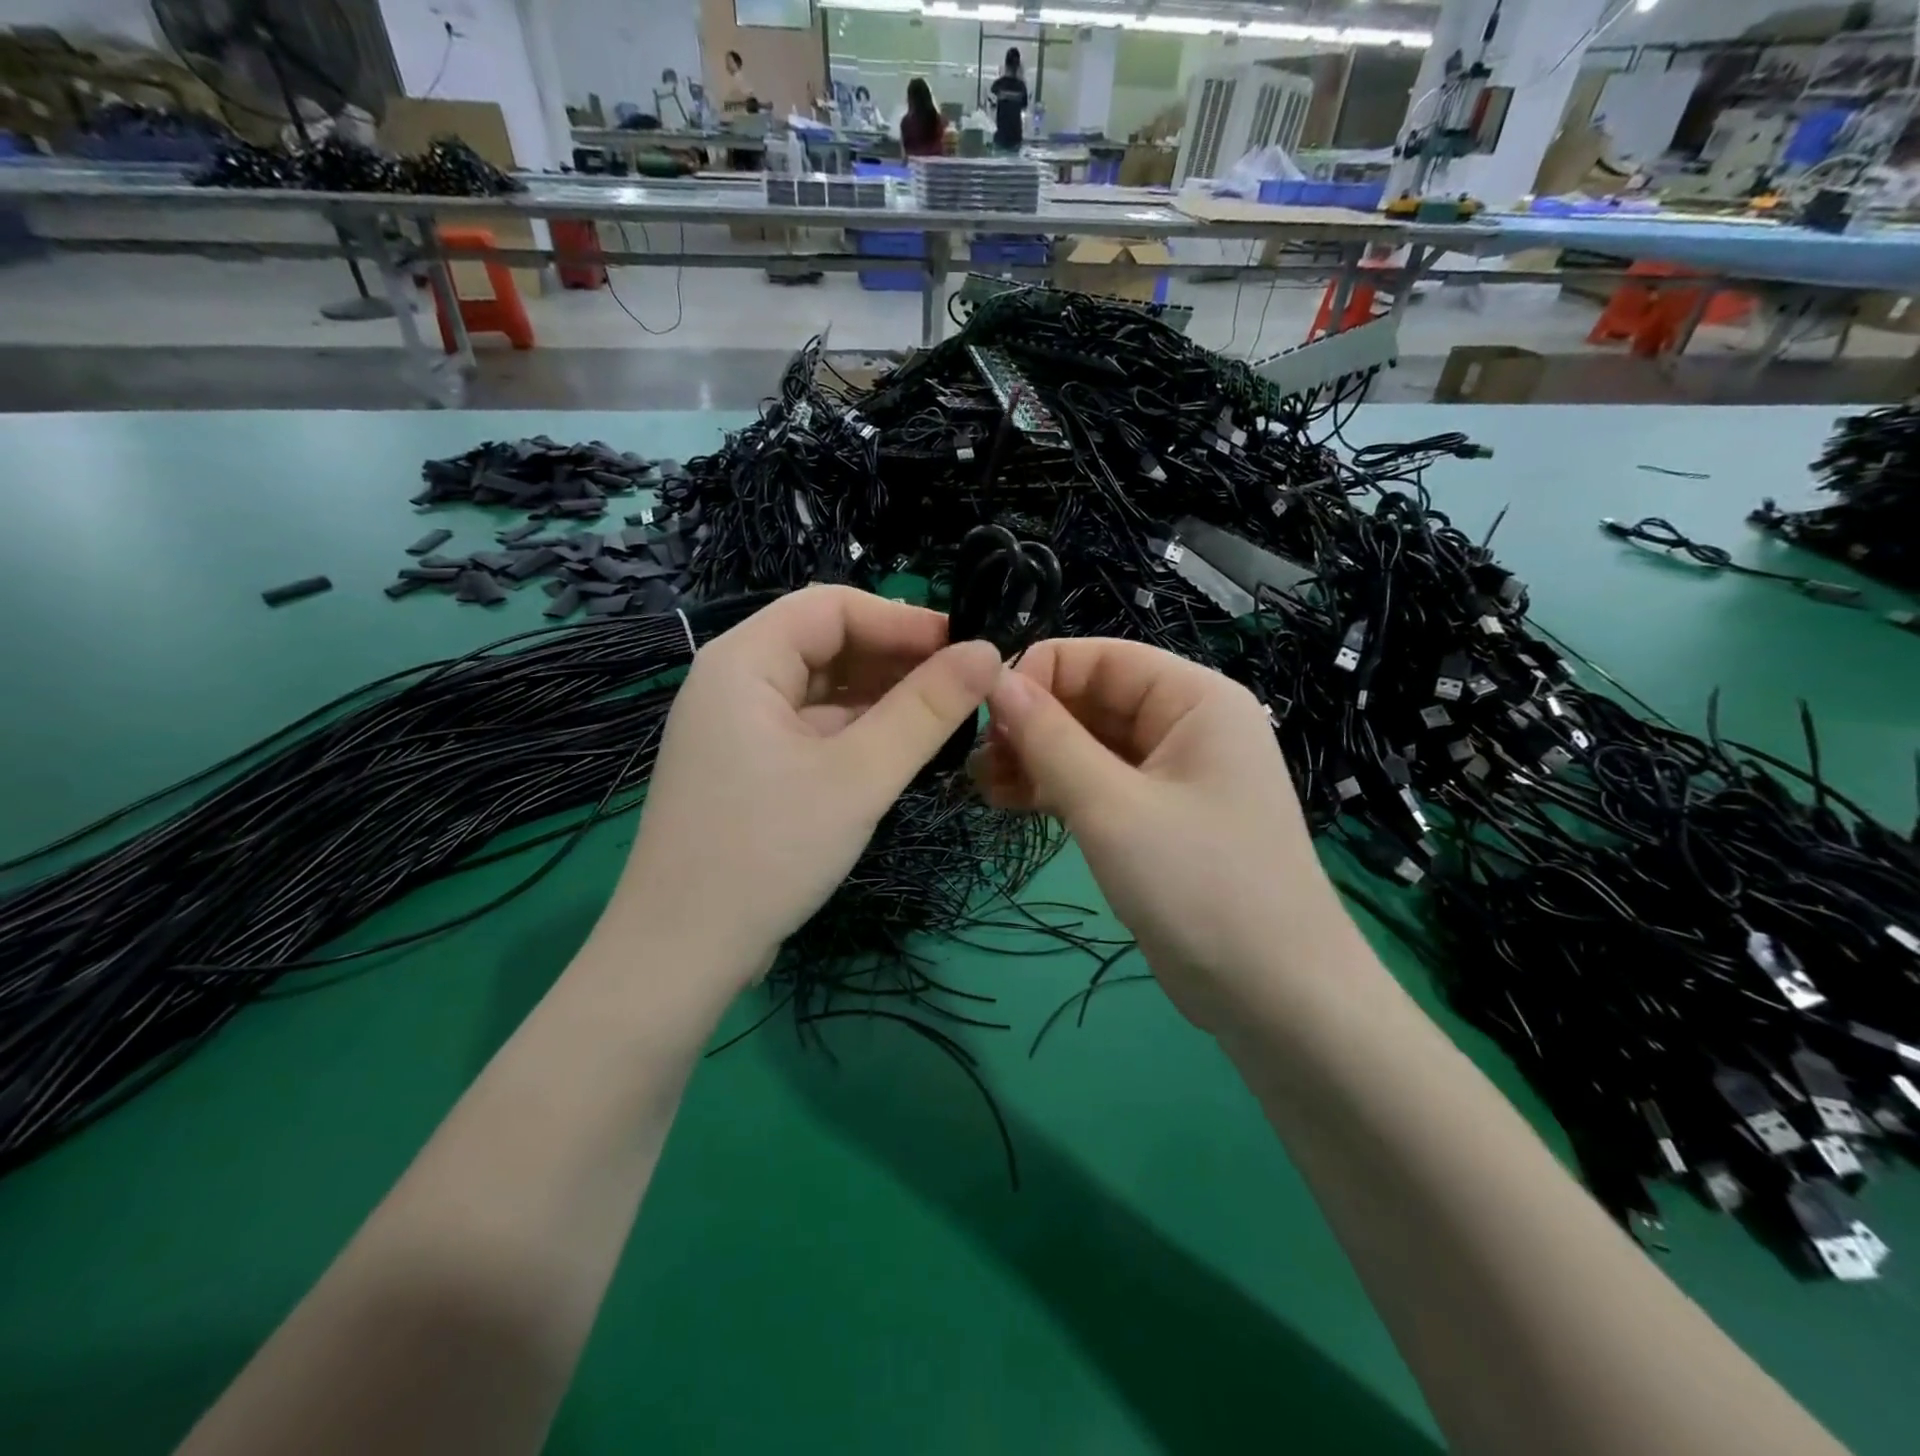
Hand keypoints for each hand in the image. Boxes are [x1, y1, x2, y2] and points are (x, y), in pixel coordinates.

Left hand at [616, 587, 1001, 990]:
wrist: (682, 954)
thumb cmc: (768, 851)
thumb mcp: (859, 775)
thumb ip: (927, 710)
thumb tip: (989, 652)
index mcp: (744, 660)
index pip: (832, 607)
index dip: (902, 619)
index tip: (965, 646)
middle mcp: (734, 681)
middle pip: (826, 643)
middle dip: (895, 659)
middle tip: (963, 686)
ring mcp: (738, 727)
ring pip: (822, 689)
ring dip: (881, 696)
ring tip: (944, 716)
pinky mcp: (748, 767)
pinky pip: (812, 728)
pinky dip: (857, 731)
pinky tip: (900, 749)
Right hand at [971, 638, 1353, 1032]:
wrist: (1275, 998)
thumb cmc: (1200, 885)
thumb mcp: (1113, 807)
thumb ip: (1050, 739)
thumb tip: (995, 680)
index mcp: (1194, 699)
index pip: (1101, 657)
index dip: (1038, 674)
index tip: (979, 712)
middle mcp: (1186, 725)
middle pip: (1093, 699)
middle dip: (1031, 723)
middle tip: (974, 760)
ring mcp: (1172, 775)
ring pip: (1089, 745)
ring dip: (1035, 758)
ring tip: (981, 785)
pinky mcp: (1157, 819)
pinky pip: (1098, 785)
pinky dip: (1055, 790)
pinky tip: (1009, 803)